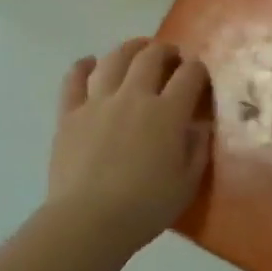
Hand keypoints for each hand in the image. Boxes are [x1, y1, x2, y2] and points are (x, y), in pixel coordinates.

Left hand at [48, 38, 212, 249]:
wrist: (88, 221)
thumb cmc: (145, 207)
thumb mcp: (187, 183)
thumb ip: (198, 149)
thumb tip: (201, 126)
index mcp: (167, 112)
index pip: (189, 75)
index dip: (198, 69)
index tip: (200, 75)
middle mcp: (134, 96)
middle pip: (151, 57)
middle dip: (165, 51)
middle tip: (171, 57)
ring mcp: (98, 102)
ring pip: (114, 60)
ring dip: (129, 49)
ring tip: (137, 49)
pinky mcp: (70, 114)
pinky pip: (74, 80)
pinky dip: (82, 67)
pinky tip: (89, 63)